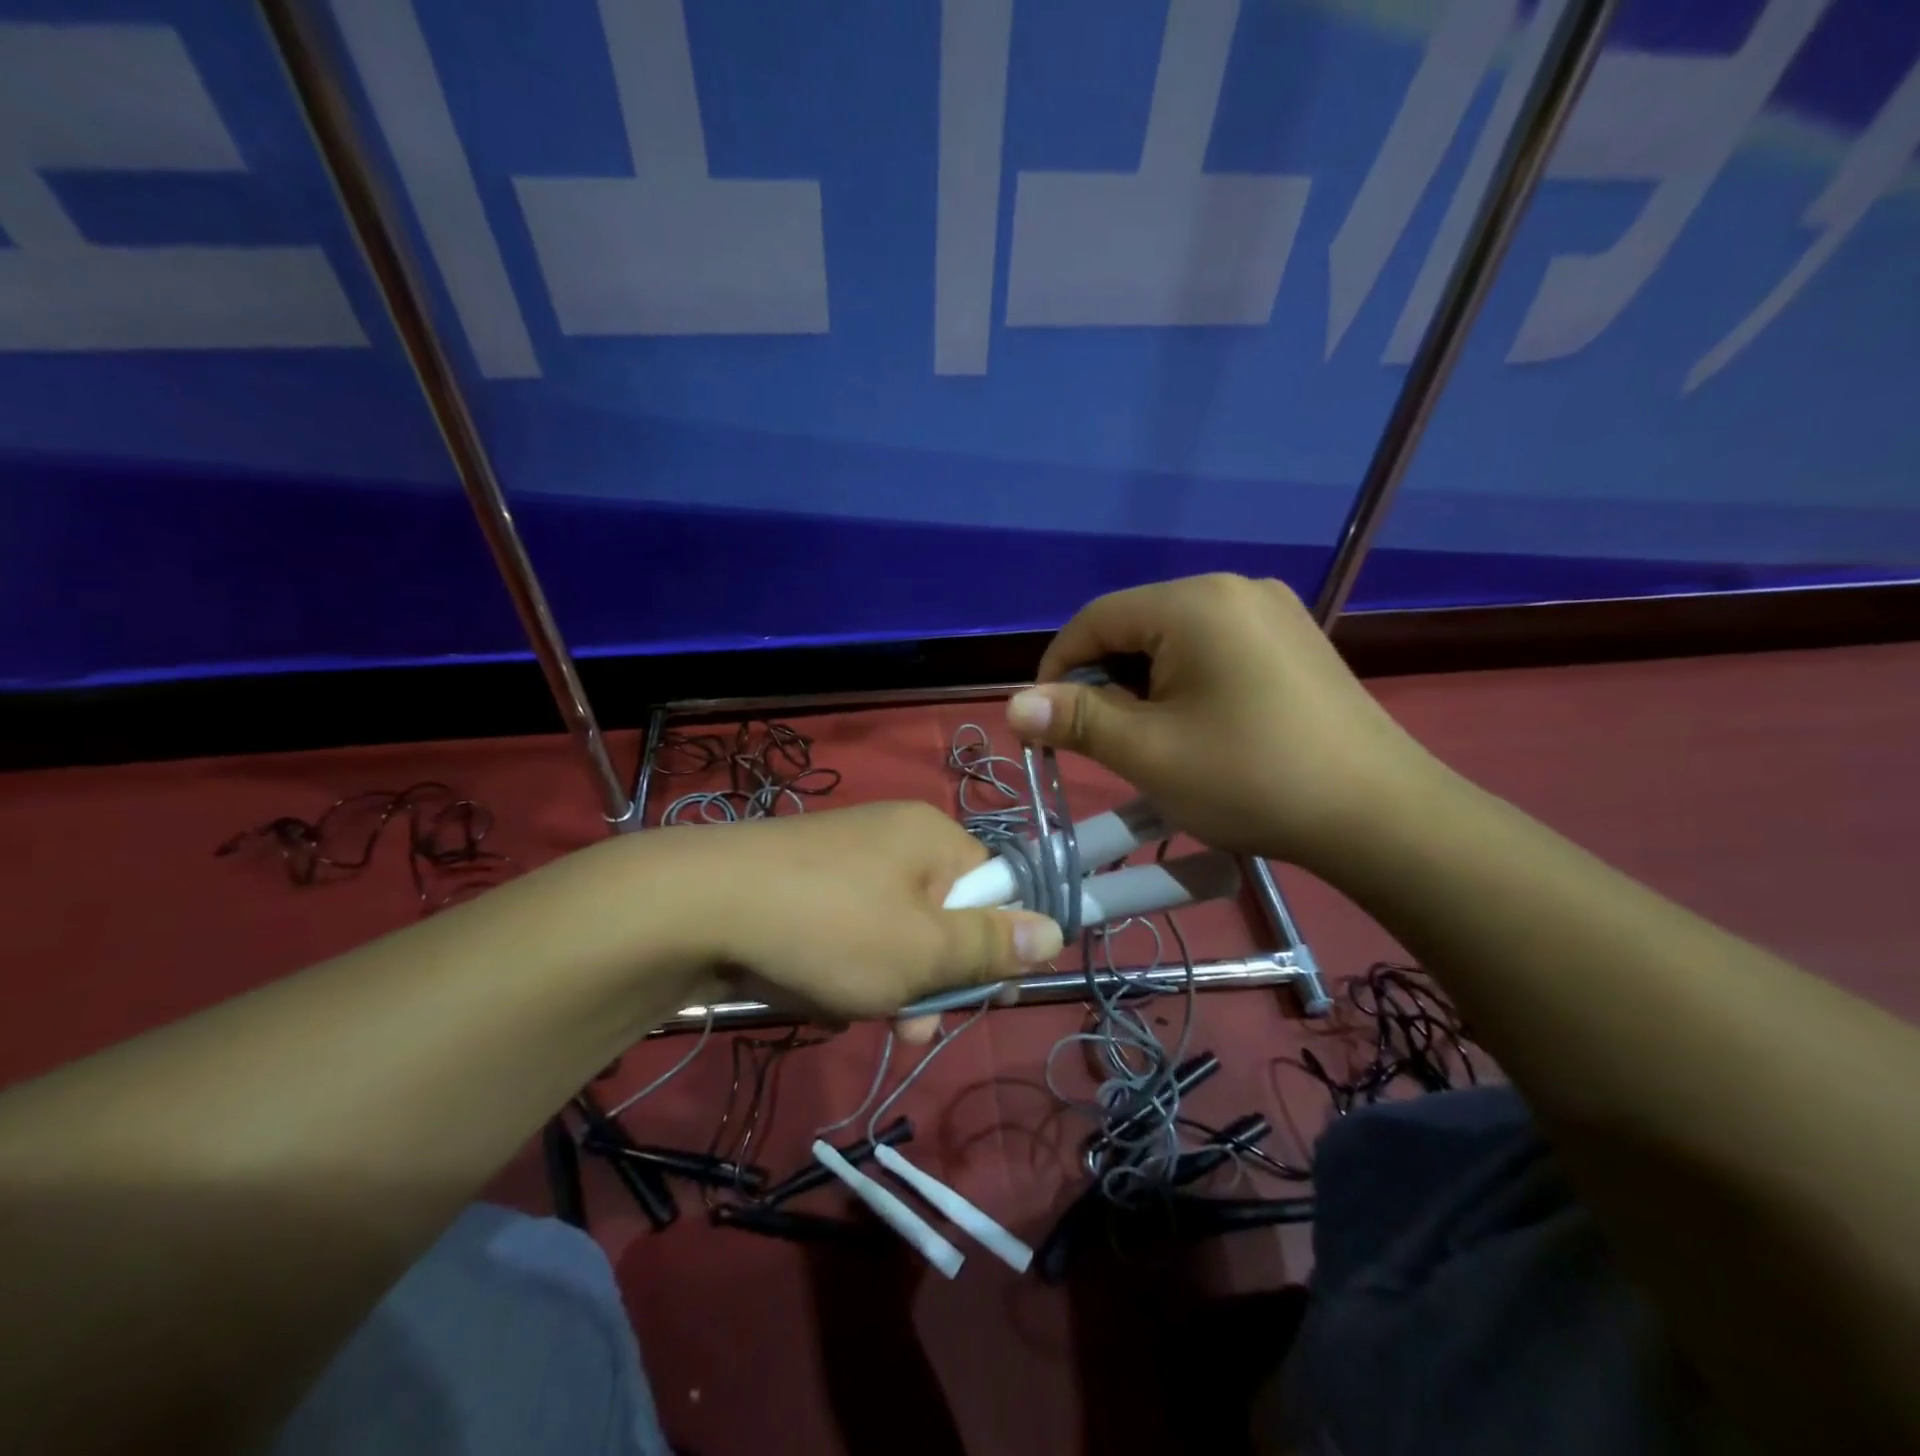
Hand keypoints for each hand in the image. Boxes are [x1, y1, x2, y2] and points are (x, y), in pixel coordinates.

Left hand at [673, 802, 1062, 1018]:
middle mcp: (893, 838)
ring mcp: (844, 861)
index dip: (999, 945)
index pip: (996, 887)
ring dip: (888, 983)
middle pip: (943, 915)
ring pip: (894, 934)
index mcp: (932, 837)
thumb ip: (992, 944)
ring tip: (855, 1011)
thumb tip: (1056, 930)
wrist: (696, 907)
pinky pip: (849, 932)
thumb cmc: (831, 927)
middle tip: (914, 1027)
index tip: (989, 998)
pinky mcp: (803, 886)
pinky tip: (818, 992)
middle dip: (934, 977)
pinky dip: (845, 968)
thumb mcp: (923, 949)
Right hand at [1005, 574, 1439, 872]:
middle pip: (1136, 626)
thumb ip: (1076, 720)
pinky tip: (1196, 726)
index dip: (1057, 669)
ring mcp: (1271, 611)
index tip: (1044, 723)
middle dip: (1104, 681)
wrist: (1379, 816)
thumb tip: (1013, 705)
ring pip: (1174, 640)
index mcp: (1195, 602)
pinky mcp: (1293, 639)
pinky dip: (1185, 683)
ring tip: (1148, 740)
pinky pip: (1214, 649)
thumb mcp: (1149, 752)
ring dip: (1143, 685)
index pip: (1095, 619)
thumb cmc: (1251, 779)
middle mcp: (1234, 588)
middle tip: (1100, 741)